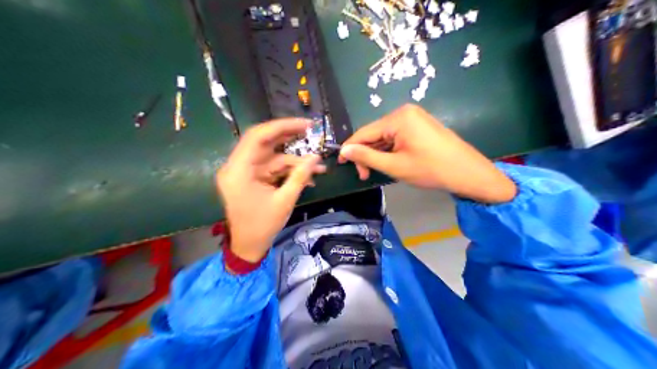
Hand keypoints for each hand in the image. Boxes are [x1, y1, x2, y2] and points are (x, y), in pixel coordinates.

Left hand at [218, 118, 326, 261]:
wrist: (247, 247)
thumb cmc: (262, 226)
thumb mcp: (284, 201)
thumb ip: (300, 176)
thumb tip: (316, 157)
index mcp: (238, 171)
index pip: (257, 137)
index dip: (282, 126)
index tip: (304, 125)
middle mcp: (238, 166)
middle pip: (264, 142)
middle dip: (289, 137)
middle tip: (310, 132)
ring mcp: (245, 172)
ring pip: (272, 156)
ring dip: (294, 160)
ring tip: (318, 165)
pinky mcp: (252, 178)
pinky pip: (272, 168)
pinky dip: (289, 170)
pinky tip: (308, 176)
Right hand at [339, 103, 518, 203]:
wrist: (468, 173)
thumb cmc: (430, 170)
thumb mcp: (395, 166)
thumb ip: (367, 156)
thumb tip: (343, 150)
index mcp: (398, 117)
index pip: (364, 132)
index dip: (350, 149)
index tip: (342, 164)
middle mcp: (405, 112)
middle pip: (374, 133)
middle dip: (367, 154)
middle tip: (365, 175)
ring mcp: (415, 118)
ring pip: (385, 136)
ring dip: (378, 154)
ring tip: (376, 172)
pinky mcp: (420, 126)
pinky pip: (397, 137)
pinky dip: (390, 150)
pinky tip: (390, 163)